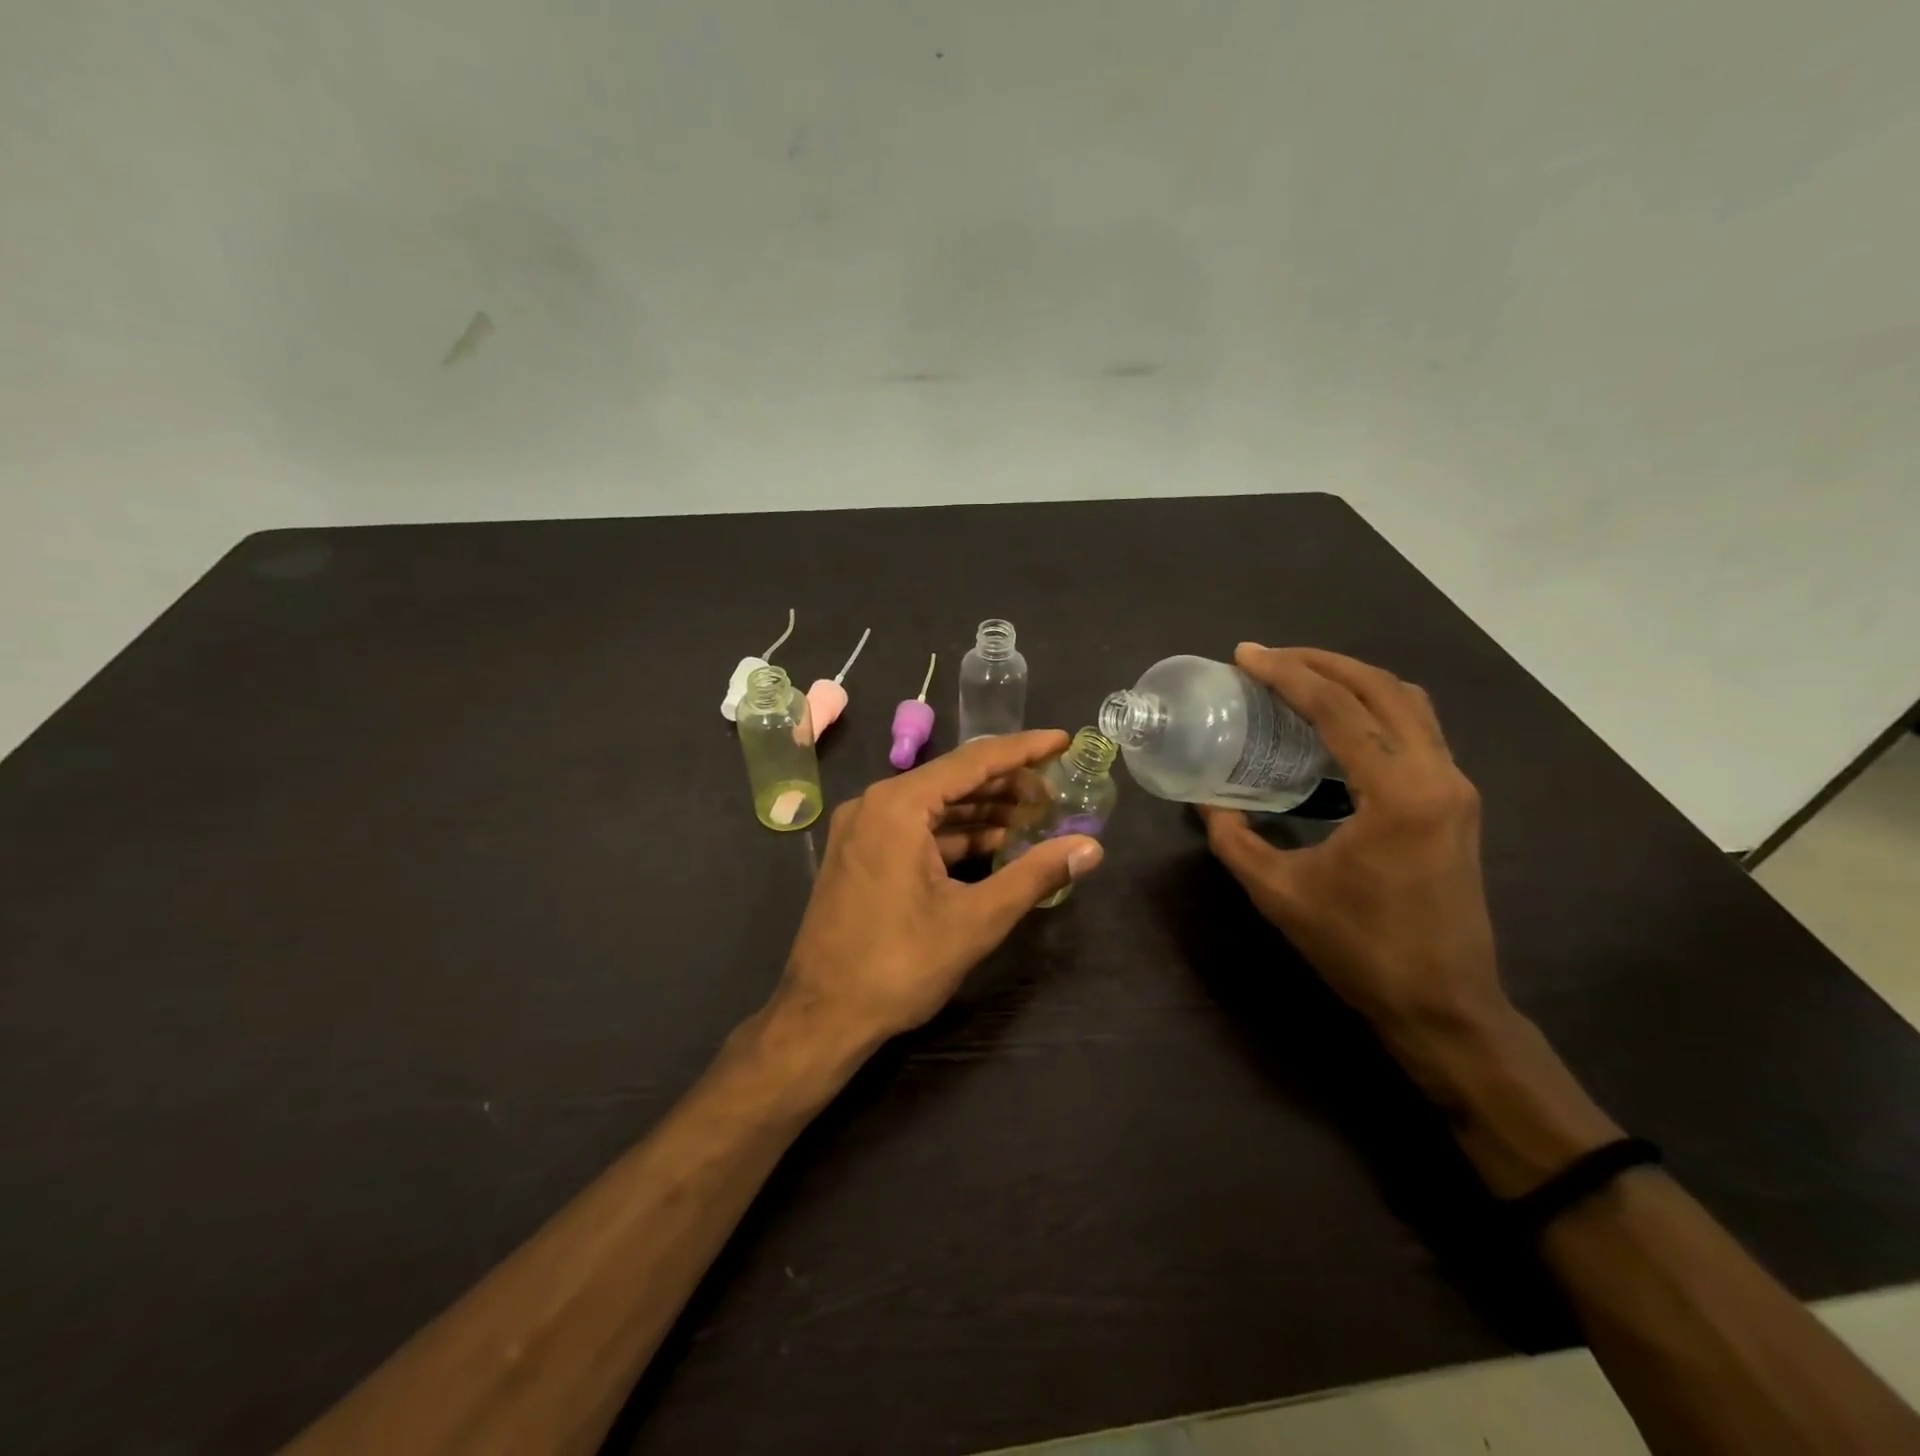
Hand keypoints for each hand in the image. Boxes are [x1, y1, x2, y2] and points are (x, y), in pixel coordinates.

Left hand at [777, 731, 1104, 1047]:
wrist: (822, 1015)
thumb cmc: (899, 965)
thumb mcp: (976, 919)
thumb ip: (1035, 875)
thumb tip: (1091, 847)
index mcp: (898, 805)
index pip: (973, 761)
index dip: (1023, 750)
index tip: (1063, 740)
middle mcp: (875, 804)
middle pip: (953, 780)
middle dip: (1007, 785)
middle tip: (1056, 793)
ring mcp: (863, 829)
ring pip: (935, 806)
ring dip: (983, 811)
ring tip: (1035, 817)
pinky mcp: (861, 854)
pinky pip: (917, 829)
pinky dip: (956, 834)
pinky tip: (994, 844)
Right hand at [1200, 645, 1505, 1054]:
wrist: (1444, 1005)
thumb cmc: (1359, 949)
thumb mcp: (1278, 893)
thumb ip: (1234, 839)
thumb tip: (1207, 802)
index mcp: (1397, 795)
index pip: (1339, 709)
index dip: (1287, 675)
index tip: (1245, 655)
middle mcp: (1437, 776)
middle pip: (1382, 689)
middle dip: (1322, 663)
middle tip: (1269, 658)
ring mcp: (1454, 788)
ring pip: (1408, 703)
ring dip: (1353, 680)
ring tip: (1299, 677)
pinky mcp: (1456, 803)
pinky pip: (1416, 730)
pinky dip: (1374, 708)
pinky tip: (1335, 723)